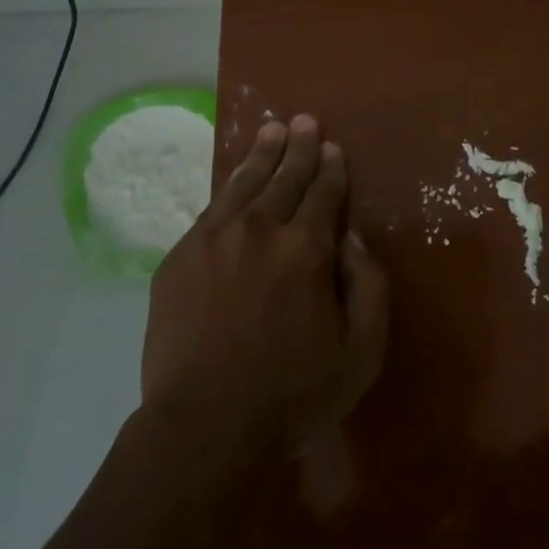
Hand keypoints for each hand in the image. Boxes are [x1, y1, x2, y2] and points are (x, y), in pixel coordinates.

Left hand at [140, 116, 388, 455]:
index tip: (333, 149)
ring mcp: (214, 239)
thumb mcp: (361, 353)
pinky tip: (236, 178)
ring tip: (272, 130)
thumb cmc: (291, 395)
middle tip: (305, 122)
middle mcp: (260, 229)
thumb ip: (368, 286)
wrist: (204, 426)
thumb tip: (352, 239)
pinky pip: (212, 208)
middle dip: (299, 148)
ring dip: (263, 154)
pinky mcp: (181, 256)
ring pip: (244, 182)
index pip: (323, 194)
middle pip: (285, 177)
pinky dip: (229, 185)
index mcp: (305, 249)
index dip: (330, 169)